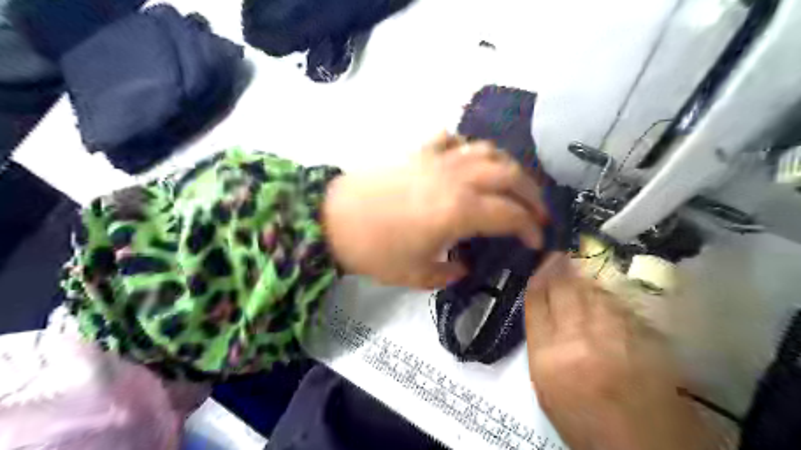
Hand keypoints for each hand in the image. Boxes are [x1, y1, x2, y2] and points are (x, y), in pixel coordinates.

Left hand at [322, 131, 548, 289]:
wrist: (332, 219)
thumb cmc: (375, 250)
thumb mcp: (415, 274)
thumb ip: (447, 274)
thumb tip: (462, 268)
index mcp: (460, 210)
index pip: (510, 214)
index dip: (531, 227)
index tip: (536, 240)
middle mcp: (457, 177)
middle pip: (509, 175)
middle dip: (532, 193)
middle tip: (537, 211)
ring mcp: (437, 159)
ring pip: (487, 151)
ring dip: (508, 166)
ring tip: (512, 183)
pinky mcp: (418, 151)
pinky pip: (452, 139)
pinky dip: (468, 148)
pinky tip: (468, 161)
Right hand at [526, 257, 713, 449]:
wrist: (641, 449)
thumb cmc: (584, 424)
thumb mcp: (546, 388)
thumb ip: (542, 344)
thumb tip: (542, 309)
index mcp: (549, 359)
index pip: (535, 302)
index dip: (536, 278)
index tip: (538, 264)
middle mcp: (580, 341)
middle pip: (563, 289)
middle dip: (558, 267)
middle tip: (556, 253)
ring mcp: (616, 337)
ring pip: (593, 291)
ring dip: (583, 276)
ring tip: (577, 264)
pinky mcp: (645, 339)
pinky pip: (619, 305)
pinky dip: (607, 294)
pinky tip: (603, 291)